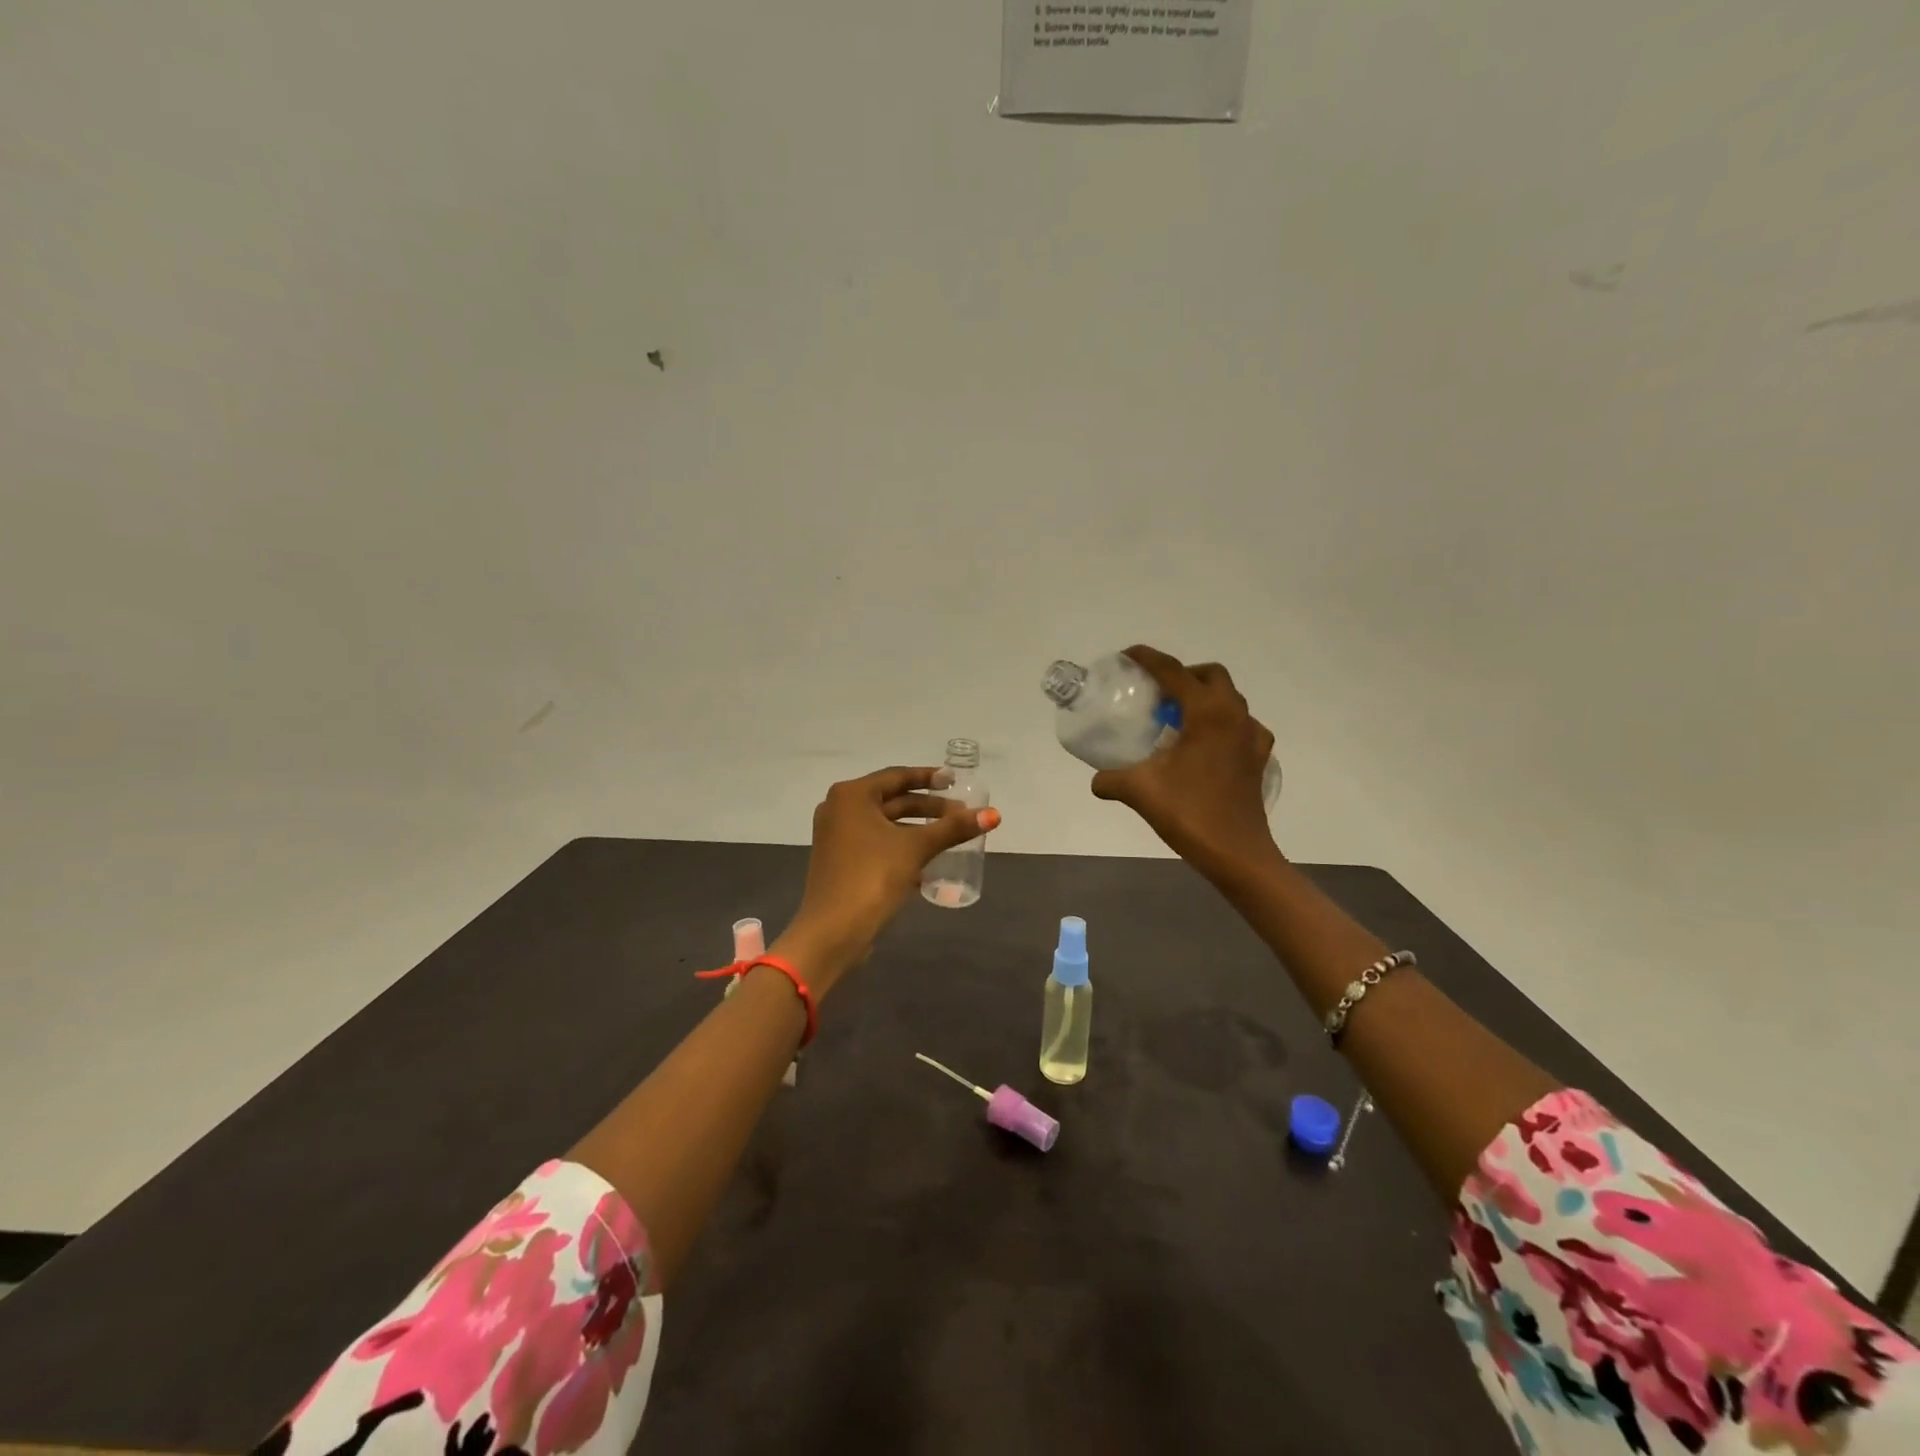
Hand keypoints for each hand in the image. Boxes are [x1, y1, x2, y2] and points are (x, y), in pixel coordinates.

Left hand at [775, 765, 1000, 993]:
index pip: (897, 776)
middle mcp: (839, 809)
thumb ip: (953, 828)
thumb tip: (994, 814)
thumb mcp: (916, 848)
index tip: (955, 781)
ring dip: (917, 829)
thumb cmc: (872, 877)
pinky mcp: (840, 862)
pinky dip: (901, 847)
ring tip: (950, 836)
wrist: (832, 932)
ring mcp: (836, 837)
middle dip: (928, 807)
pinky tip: (928, 863)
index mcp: (851, 796)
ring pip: (885, 824)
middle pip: (892, 800)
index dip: (929, 778)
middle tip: (961, 813)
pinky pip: (876, 844)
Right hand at [1091, 645, 1280, 887]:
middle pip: (1210, 676)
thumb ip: (1111, 779)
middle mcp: (1234, 716)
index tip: (1127, 656)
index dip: (1148, 659)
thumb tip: (1096, 781)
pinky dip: (1223, 725)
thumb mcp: (1140, 791)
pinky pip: (1243, 727)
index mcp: (1207, 713)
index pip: (1173, 672)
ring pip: (1230, 699)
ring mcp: (1252, 737)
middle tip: (1156, 692)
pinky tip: (1206, 746)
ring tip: (1177, 718)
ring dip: (1204, 697)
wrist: (1237, 854)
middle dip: (1183, 674)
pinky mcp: (1258, 759)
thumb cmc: (1190, 813)